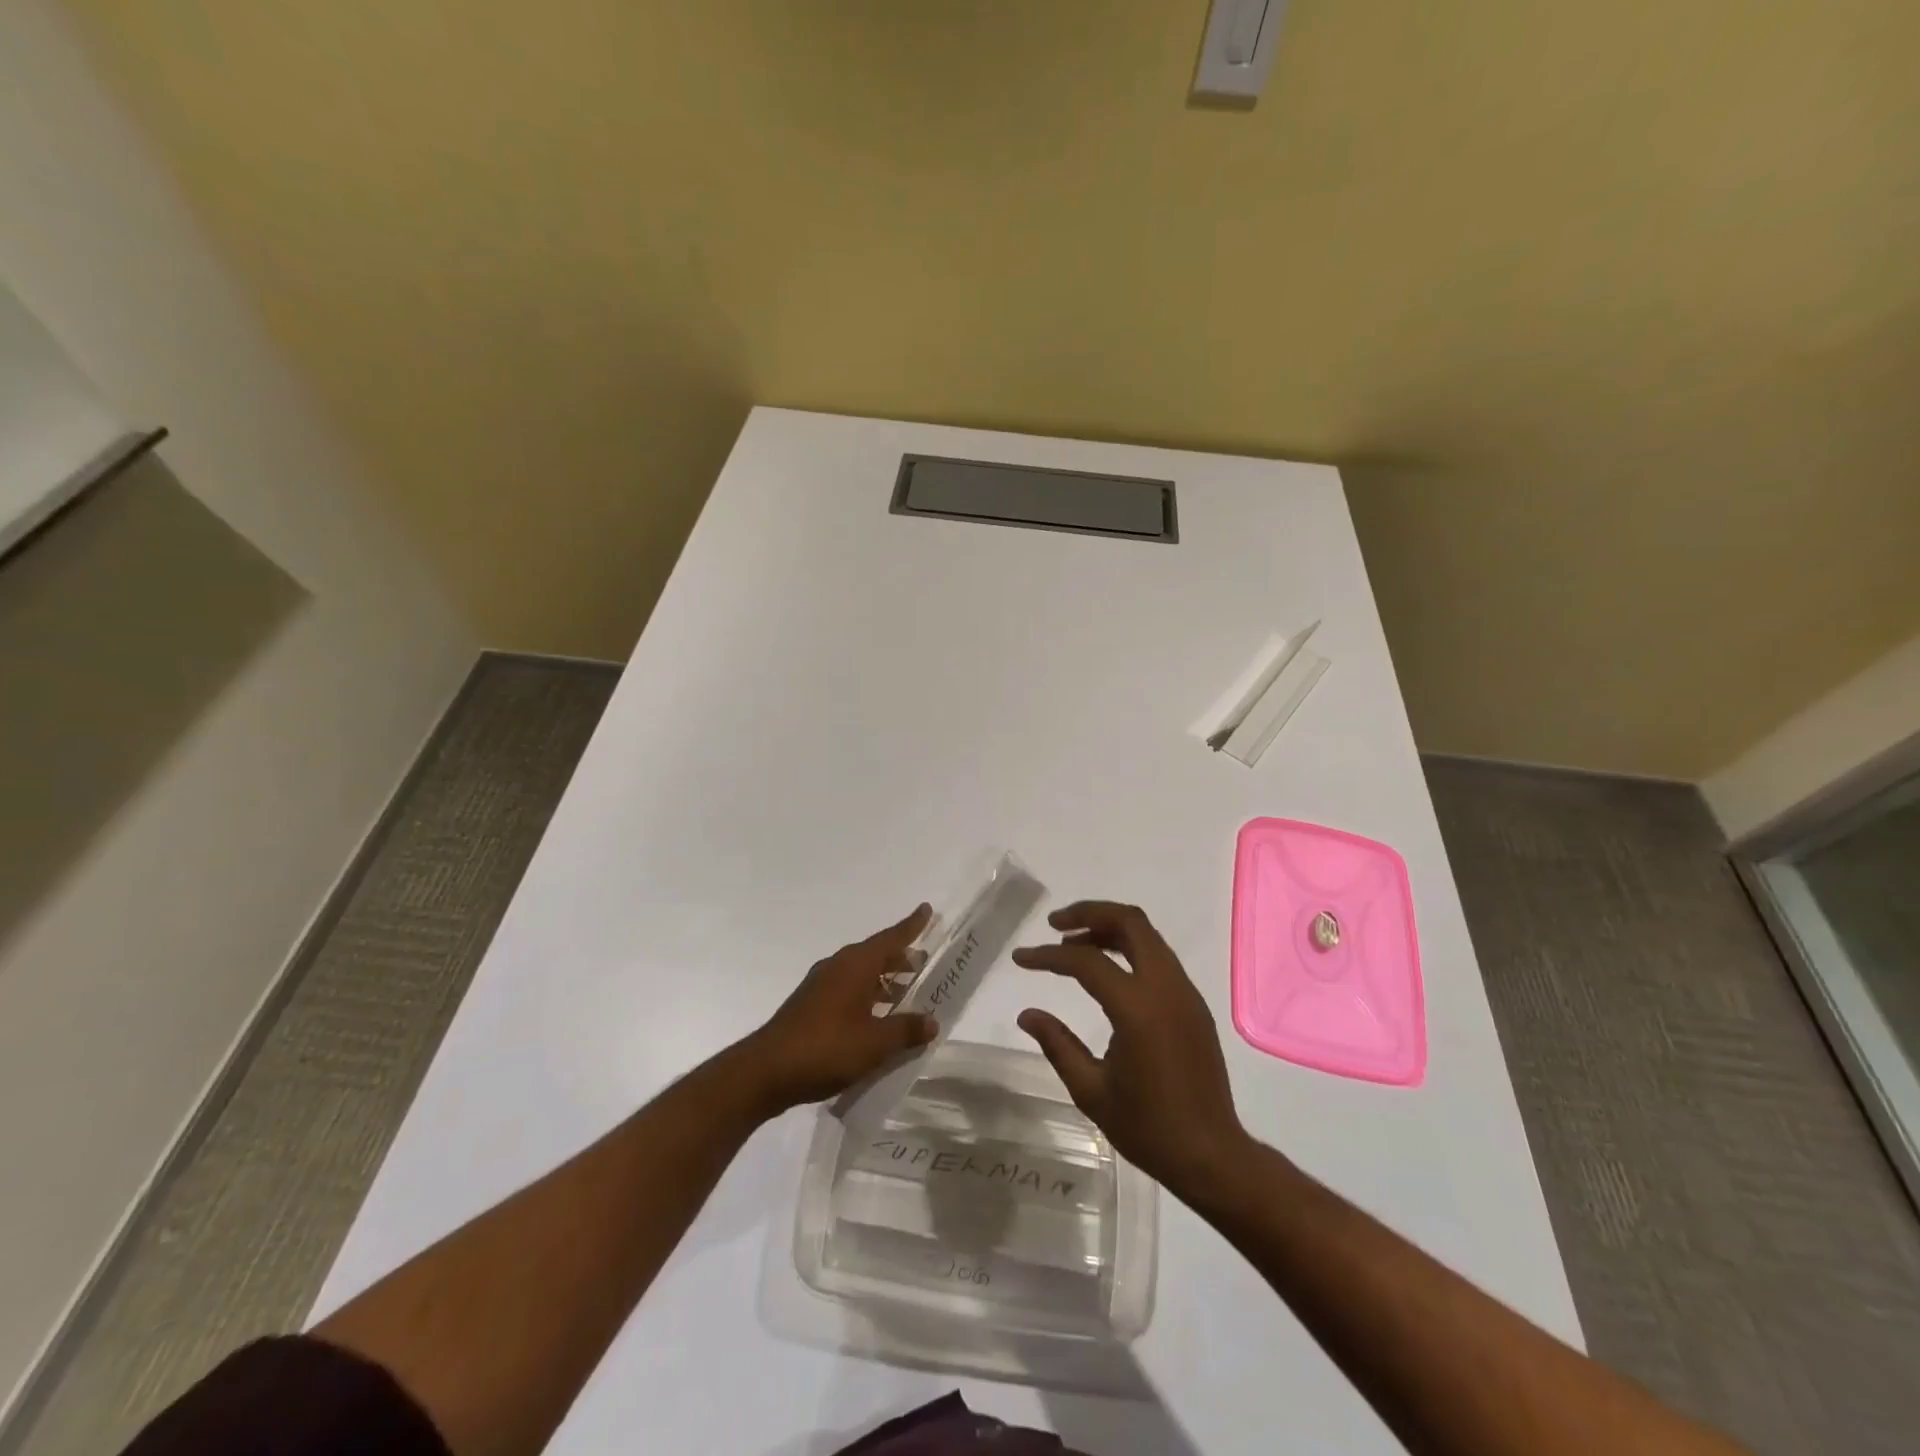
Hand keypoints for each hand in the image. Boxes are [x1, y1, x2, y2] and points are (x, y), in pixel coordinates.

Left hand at [738, 904, 937, 1113]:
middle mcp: (838, 966)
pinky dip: (868, 996)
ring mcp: (821, 985)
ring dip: (885, 980)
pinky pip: (849, 989)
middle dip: (902, 958)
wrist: (765, 1071)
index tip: (928, 909)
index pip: (891, 938)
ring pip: (862, 974)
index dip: (912, 925)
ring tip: (908, 993)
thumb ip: (906, 1030)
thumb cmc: (826, 1049)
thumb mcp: (874, 1044)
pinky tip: (877, 1018)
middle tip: (926, 963)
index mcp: (856, 965)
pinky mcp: (811, 1005)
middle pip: (877, 955)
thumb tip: (932, 1021)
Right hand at [1013, 901, 1246, 1196]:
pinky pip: (1158, 956)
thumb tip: (1027, 1014)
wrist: (1213, 1157)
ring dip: (1109, 928)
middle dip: (1088, 913)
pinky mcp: (1193, 1003)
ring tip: (1073, 944)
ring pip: (1147, 934)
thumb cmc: (1149, 1129)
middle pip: (1129, 922)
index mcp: (1139, 1009)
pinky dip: (1128, 948)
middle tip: (1055, 925)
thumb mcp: (1091, 1091)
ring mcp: (1185, 992)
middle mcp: (1166, 988)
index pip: (1086, 961)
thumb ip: (1057, 1044)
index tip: (1021, 958)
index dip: (1048, 955)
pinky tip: (1106, 971)